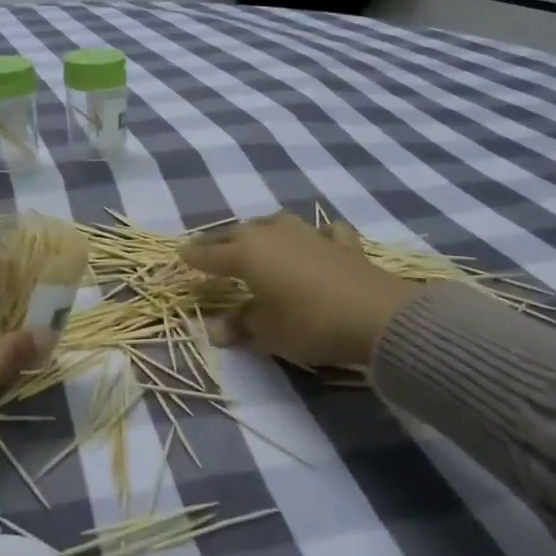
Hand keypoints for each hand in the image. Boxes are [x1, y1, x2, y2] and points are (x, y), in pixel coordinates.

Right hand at [180, 211, 418, 367]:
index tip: (180, 255)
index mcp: (247, 254)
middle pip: (238, 233)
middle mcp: (273, 235)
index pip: (211, 254)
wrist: (376, 315)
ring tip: (256, 238)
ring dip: (262, 230)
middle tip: (208, 248)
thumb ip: (241, 324)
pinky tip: (318, 238)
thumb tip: (216, 329)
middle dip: (220, 241)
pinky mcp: (342, 243)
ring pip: (276, 223)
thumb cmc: (309, 323)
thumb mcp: (268, 332)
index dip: (194, 257)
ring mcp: (309, 234)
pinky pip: (322, 232)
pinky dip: (316, 234)